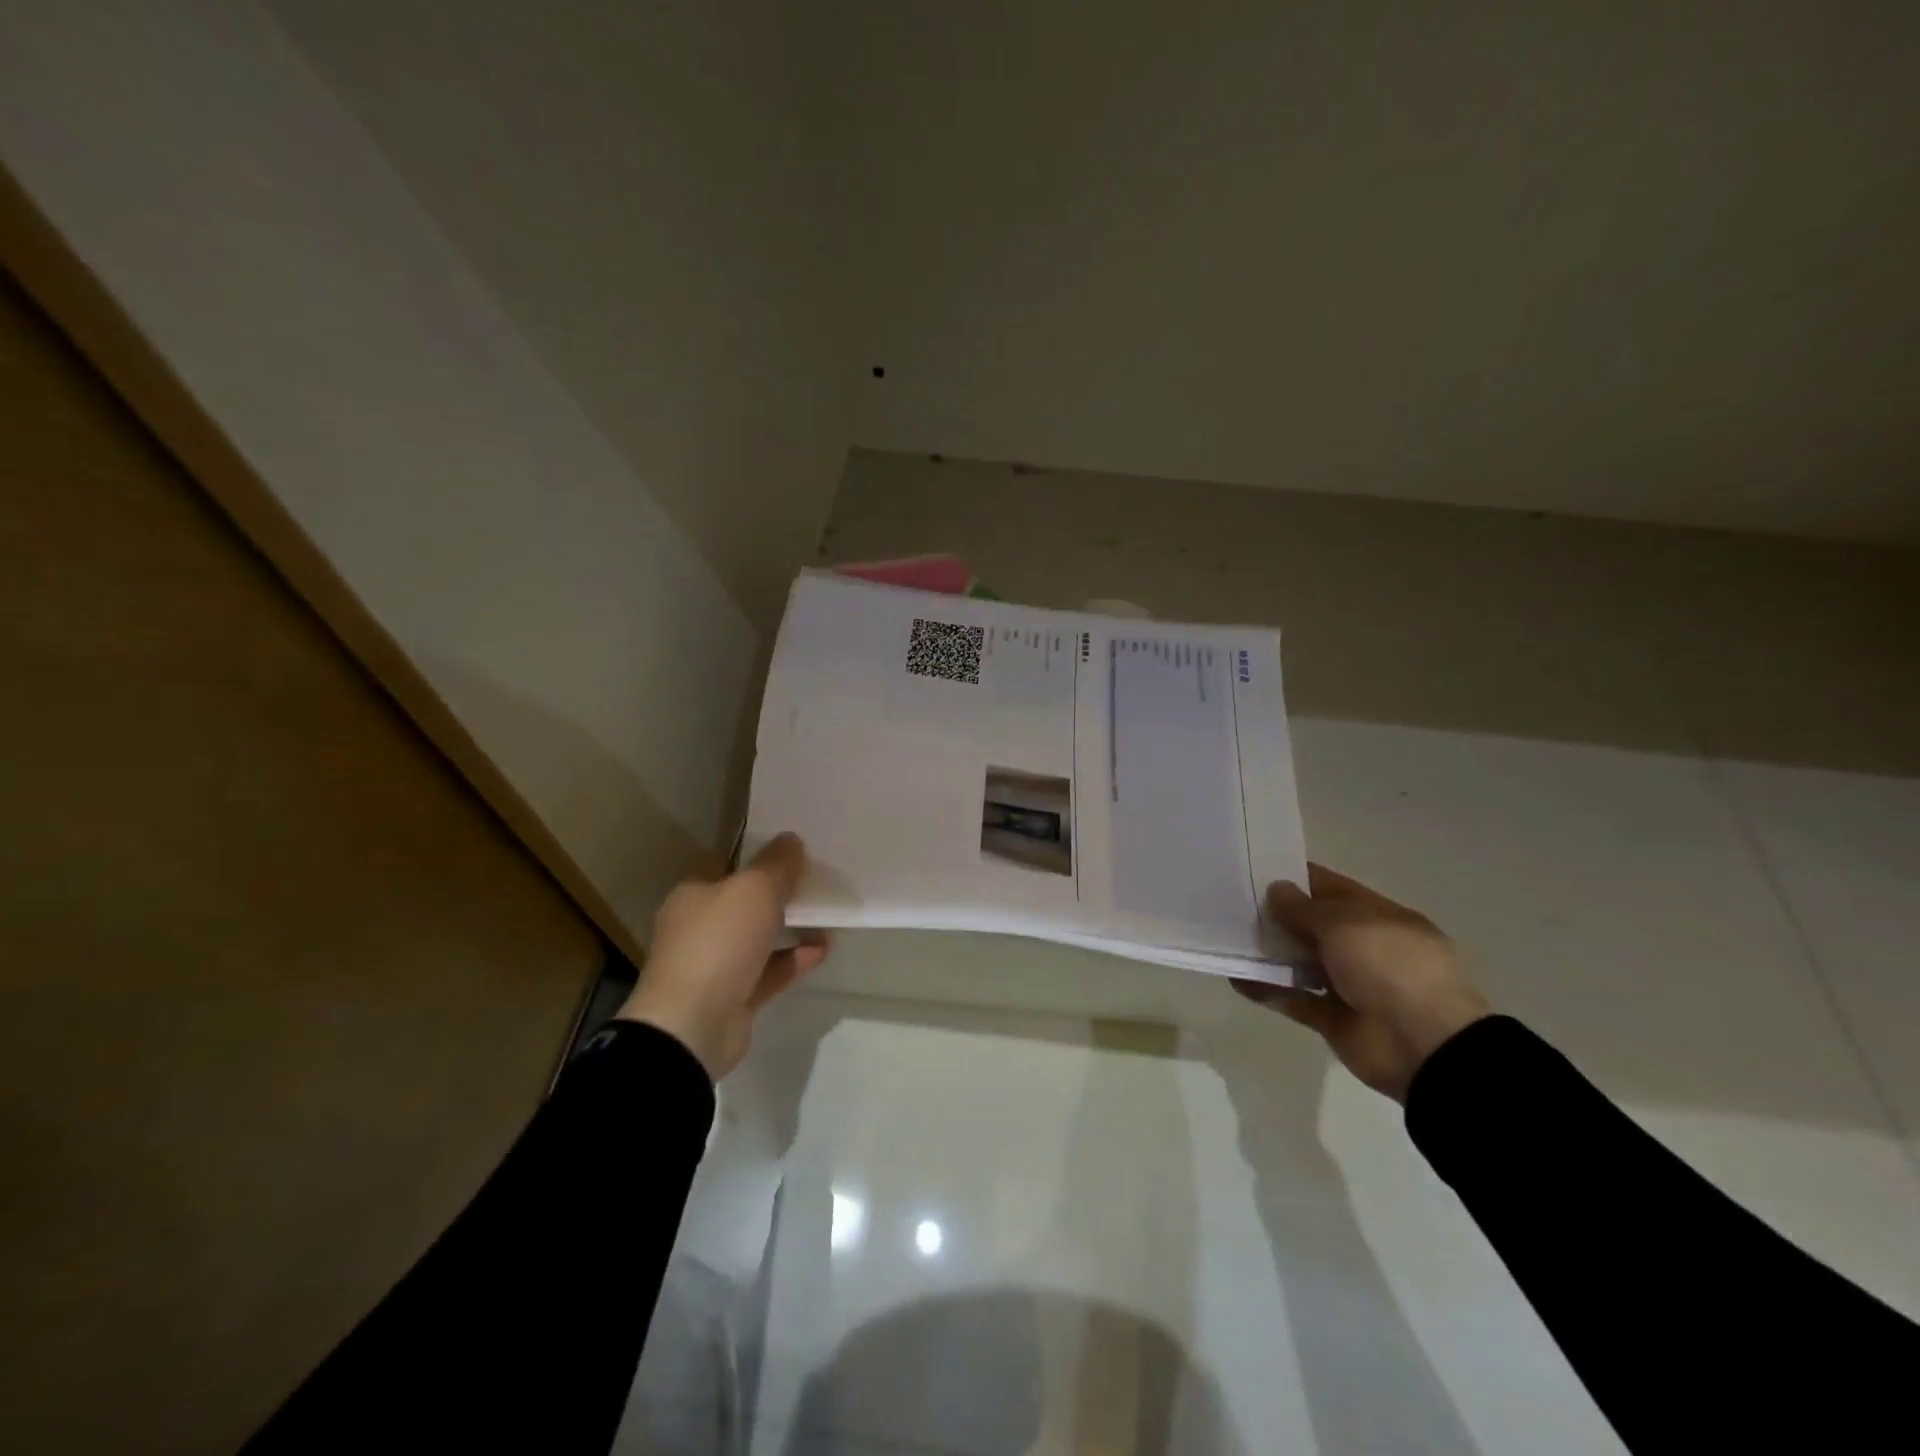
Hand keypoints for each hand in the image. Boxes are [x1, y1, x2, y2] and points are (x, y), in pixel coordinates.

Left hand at [615, 833, 828, 1079]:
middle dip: (775, 894)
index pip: (724, 866)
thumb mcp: (754, 889)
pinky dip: (793, 960)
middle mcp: (698, 928)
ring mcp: (714, 966)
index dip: (754, 856)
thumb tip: (791, 839)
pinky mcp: (733, 998)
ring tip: (824, 915)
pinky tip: (821, 950)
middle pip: (742, 903)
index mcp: (692, 896)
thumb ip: (776, 864)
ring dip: (788, 928)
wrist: (693, 1026)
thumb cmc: (718, 943)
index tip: (789, 850)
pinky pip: (768, 972)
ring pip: (757, 939)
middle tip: (812, 881)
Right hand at [1234, 865, 1488, 1101]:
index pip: (1332, 888)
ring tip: (1226, 938)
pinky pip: (1292, 998)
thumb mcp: (1345, 923)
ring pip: (1299, 962)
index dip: (1296, 877)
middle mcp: (1364, 948)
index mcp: (1380, 918)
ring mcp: (1349, 985)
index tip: (1254, 870)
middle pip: (1312, 925)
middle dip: (1276, 914)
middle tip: (1230, 902)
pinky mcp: (1332, 1018)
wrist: (1423, 1045)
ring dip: (1268, 952)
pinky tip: (1234, 977)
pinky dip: (1266, 989)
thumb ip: (1304, 908)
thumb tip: (1276, 890)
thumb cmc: (1389, 966)